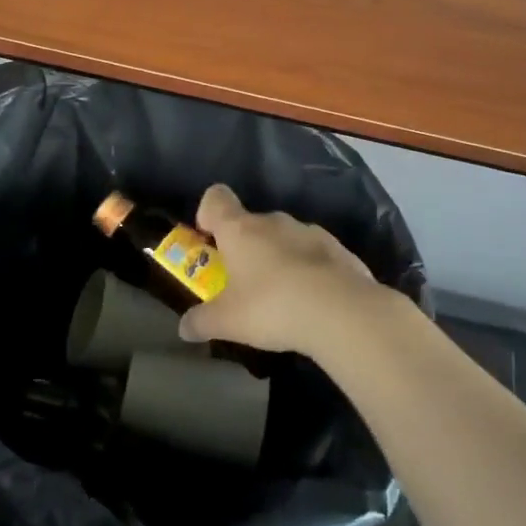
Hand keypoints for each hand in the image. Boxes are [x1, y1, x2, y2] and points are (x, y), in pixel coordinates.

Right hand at [176, 184, 395, 355]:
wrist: (342, 312)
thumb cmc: (272, 307)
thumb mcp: (227, 322)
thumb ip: (202, 321)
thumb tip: (183, 328)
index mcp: (240, 229)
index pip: (215, 197)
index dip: (208, 212)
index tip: (209, 237)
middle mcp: (273, 221)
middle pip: (251, 222)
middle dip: (245, 247)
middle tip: (243, 282)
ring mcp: (310, 232)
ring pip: (285, 238)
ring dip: (279, 258)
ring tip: (282, 297)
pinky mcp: (339, 250)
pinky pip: (315, 255)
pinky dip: (309, 271)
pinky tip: (313, 303)